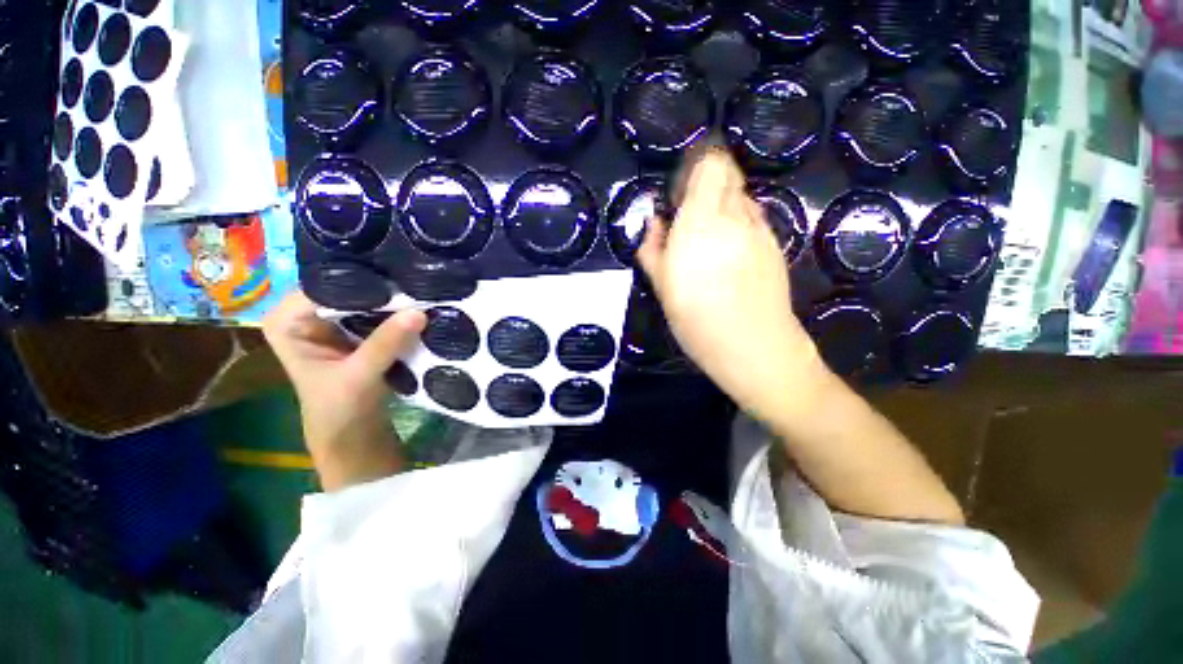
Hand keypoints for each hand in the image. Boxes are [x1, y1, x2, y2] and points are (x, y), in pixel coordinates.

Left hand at [263, 291, 426, 489]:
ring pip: (365, 296)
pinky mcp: (354, 326)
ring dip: (393, 298)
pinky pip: (377, 309)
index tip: (400, 284)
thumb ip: (385, 343)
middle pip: (347, 287)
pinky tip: (419, 304)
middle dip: (382, 288)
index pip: (326, 286)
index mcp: (287, 321)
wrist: (352, 430)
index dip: (364, 285)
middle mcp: (305, 312)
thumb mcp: (359, 376)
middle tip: (418, 283)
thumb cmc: (340, 409)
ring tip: (423, 289)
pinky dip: (397, 309)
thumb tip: (419, 312)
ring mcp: (331, 318)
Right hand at [637, 150, 822, 419]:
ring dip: (724, 208)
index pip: (711, 164)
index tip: (680, 193)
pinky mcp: (775, 245)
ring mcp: (760, 229)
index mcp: (701, 220)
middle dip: (707, 188)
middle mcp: (735, 215)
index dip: (696, 169)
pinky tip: (729, 257)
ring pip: (742, 199)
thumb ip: (653, 247)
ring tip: (709, 242)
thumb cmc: (696, 318)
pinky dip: (739, 226)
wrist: (753, 346)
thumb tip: (654, 223)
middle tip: (690, 219)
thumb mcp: (662, 286)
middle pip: (728, 177)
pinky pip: (754, 220)